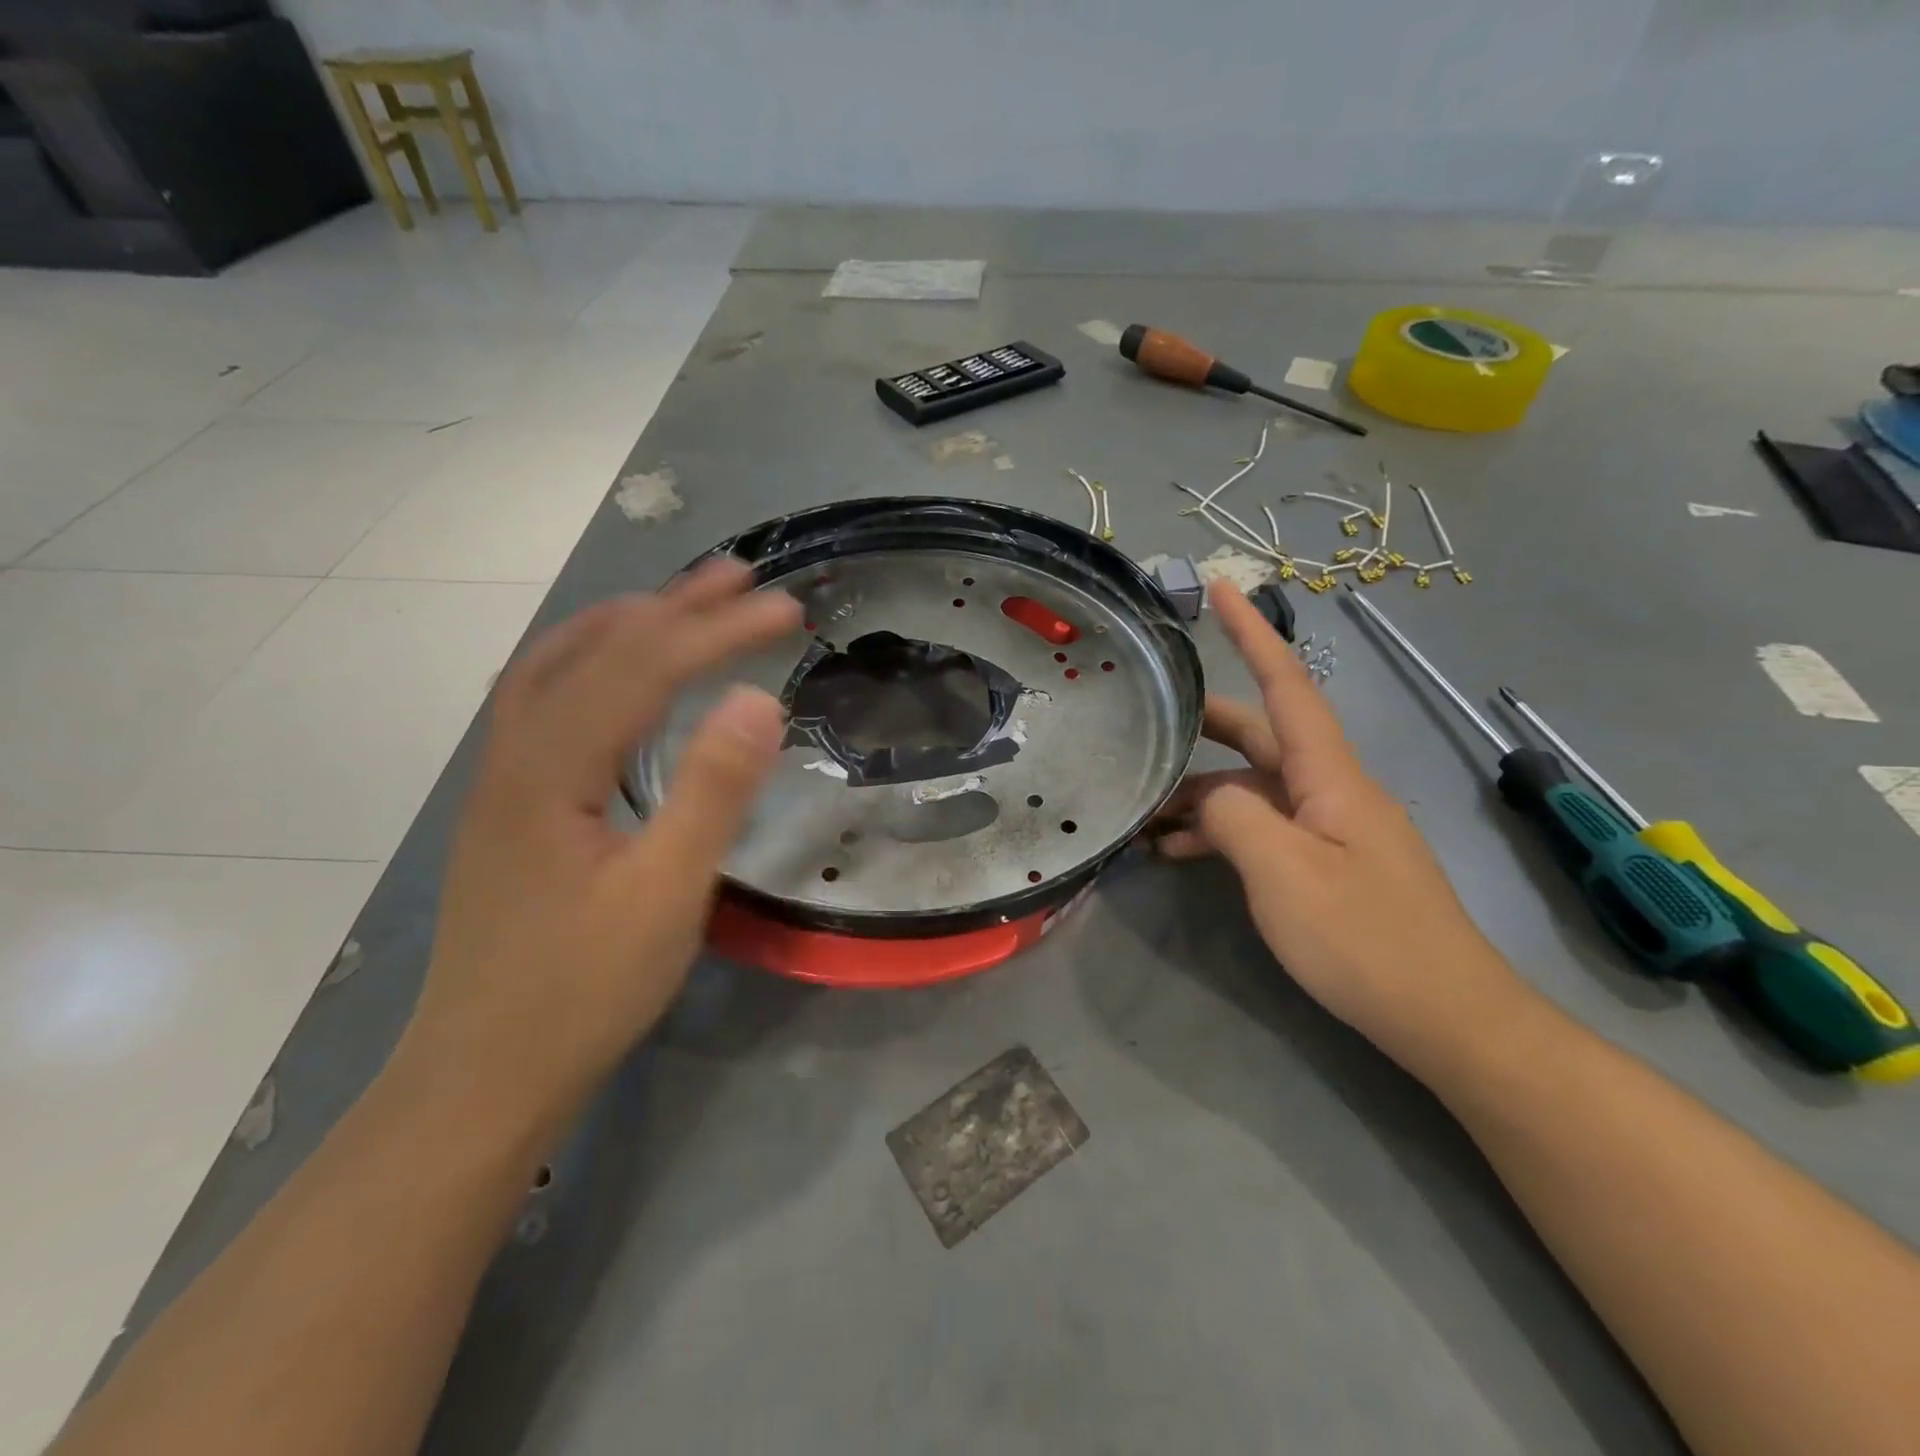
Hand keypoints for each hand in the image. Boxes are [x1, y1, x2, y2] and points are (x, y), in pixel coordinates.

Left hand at [397, 559, 800, 1124]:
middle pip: (596, 650)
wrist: (483, 1075)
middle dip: (675, 606)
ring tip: (684, 601)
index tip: (786, 609)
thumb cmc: (582, 991)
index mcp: (551, 769)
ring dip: (627, 623)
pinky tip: (619, 675)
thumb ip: (711, 793)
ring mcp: (503, 778)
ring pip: (559, 668)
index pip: (643, 667)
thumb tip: (758, 700)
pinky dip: (593, 662)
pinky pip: (548, 701)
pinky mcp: (512, 804)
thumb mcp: (665, 896)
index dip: (718, 630)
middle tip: (742, 577)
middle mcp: (515, 754)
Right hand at [1152, 582, 1533, 1071]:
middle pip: (1259, 735)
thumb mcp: (1282, 873)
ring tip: (1142, 811)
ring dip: (1200, 793)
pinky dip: (1221, 831)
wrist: (1446, 1018)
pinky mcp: (1327, 864)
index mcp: (1330, 776)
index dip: (1254, 633)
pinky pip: (1263, 828)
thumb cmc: (1366, 939)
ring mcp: (1330, 828)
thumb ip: (1233, 816)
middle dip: (1201, 726)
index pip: (1287, 686)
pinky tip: (1178, 852)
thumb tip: (1205, 795)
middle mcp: (1332, 789)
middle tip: (1145, 722)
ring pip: (1253, 787)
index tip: (1223, 586)